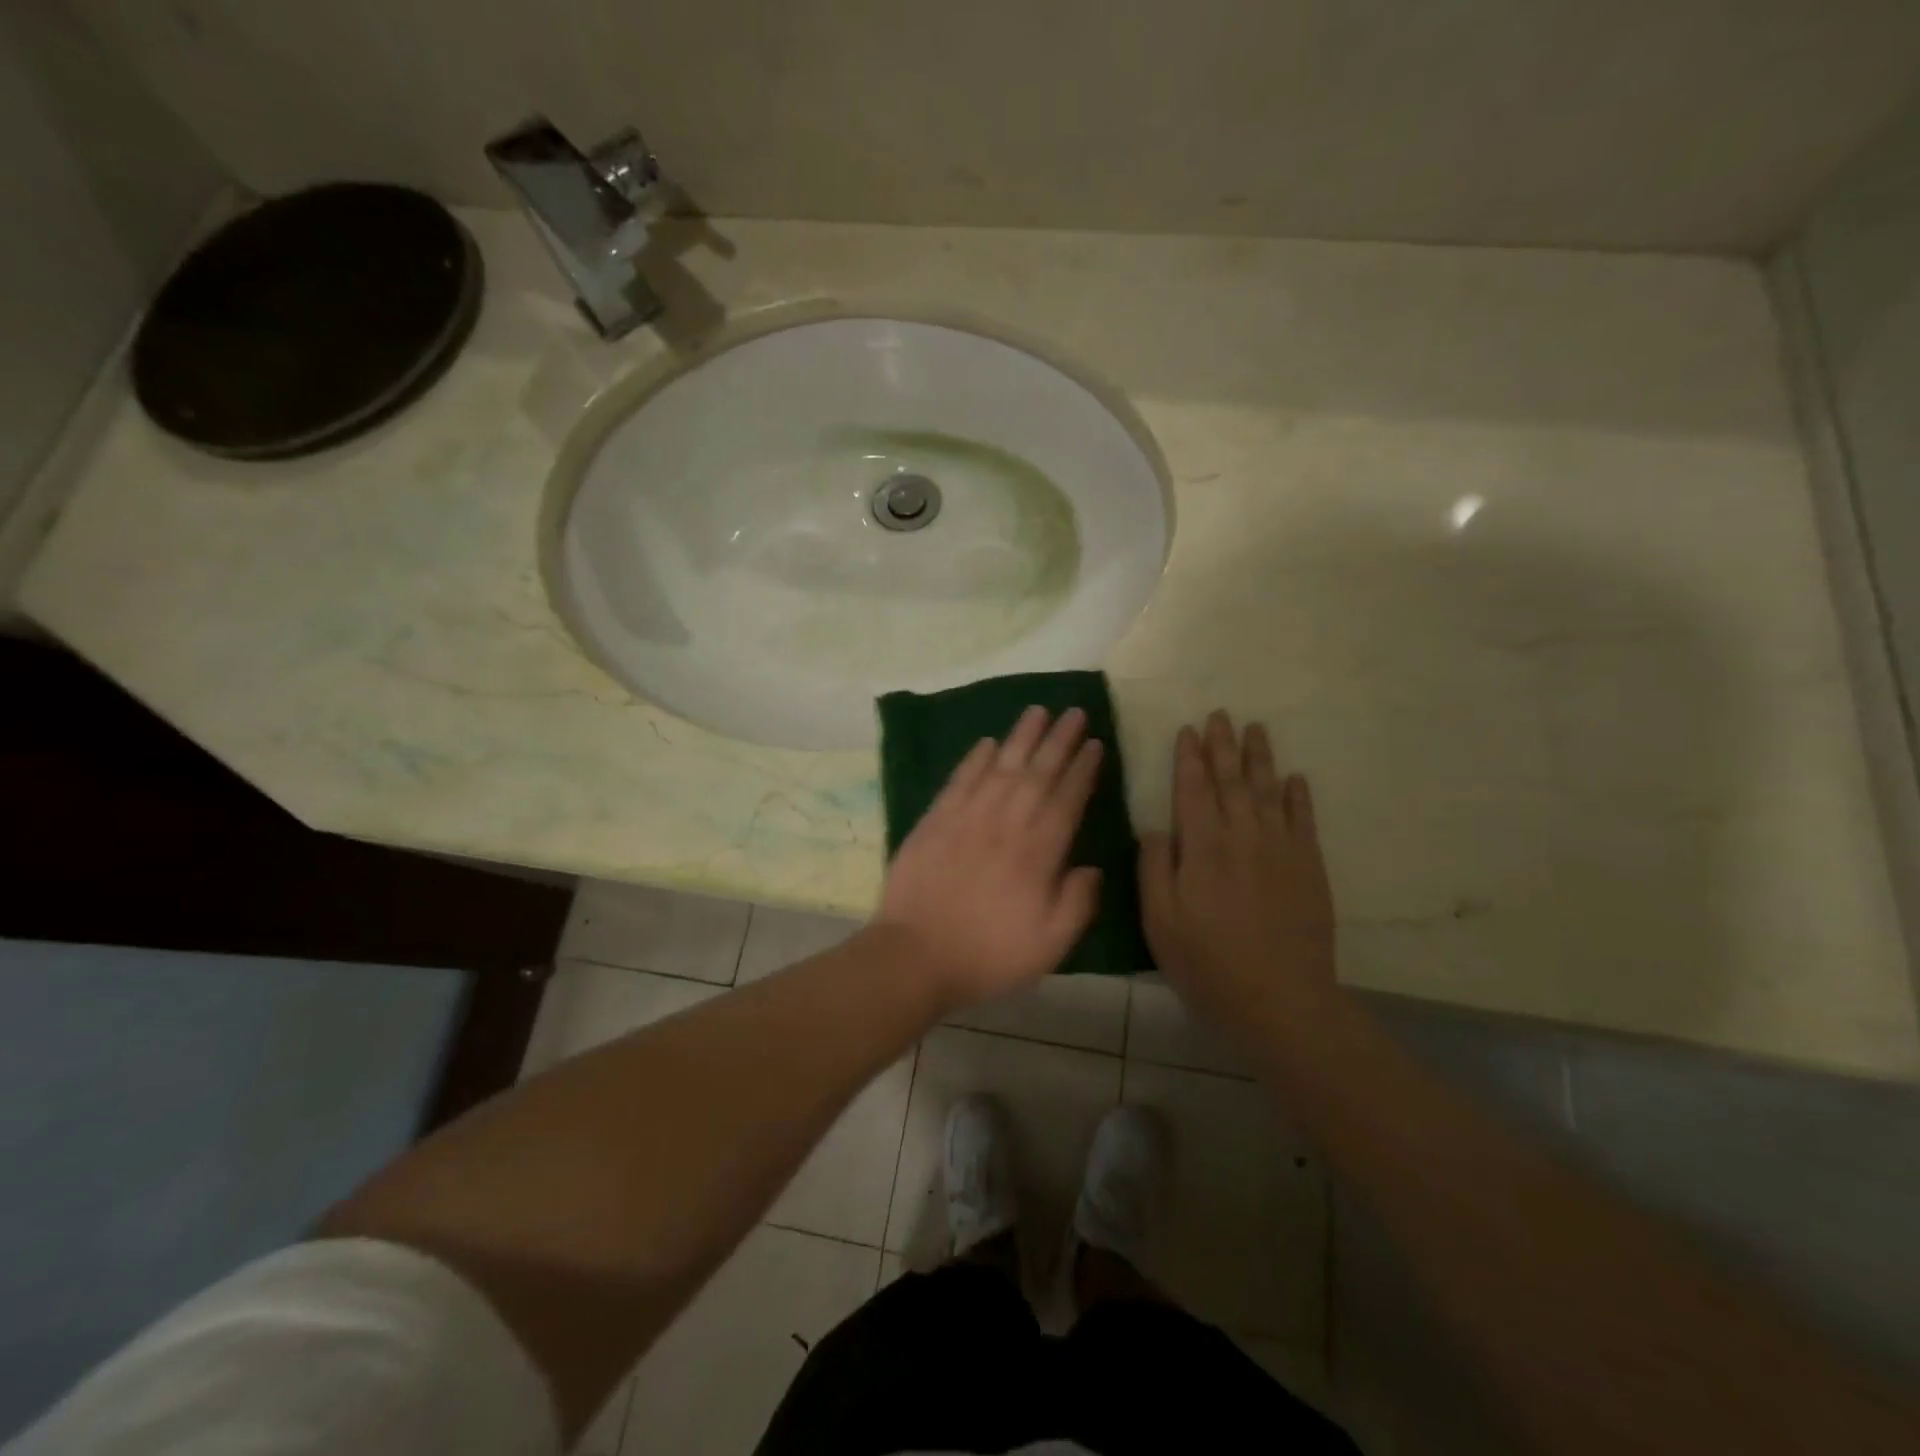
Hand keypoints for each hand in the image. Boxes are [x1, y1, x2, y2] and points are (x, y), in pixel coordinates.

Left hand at [876, 706, 1104, 1009]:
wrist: (915, 954)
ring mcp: (967, 817)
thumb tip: (1092, 867)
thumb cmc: (987, 954)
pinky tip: (988, 742)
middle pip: (1038, 772)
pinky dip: (975, 758)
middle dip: (1059, 740)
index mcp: (1038, 851)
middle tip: (1075, 712)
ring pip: (1001, 766)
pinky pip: (960, 779)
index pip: (1067, 799)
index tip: (1095, 744)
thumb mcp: (1049, 944)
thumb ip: (1077, 903)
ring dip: (1021, 736)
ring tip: (1038, 711)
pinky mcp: (935, 819)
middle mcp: (1006, 823)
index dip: (1083, 769)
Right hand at [1139, 711, 1337, 1031]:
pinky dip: (1299, 796)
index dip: (1189, 758)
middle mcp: (1243, 836)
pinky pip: (1304, 820)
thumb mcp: (1160, 921)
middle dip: (1224, 746)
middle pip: (1232, 780)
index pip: (1193, 789)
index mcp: (1203, 847)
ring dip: (1260, 758)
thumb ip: (1155, 868)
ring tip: (1256, 729)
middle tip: (1221, 715)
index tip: (1188, 730)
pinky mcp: (1309, 868)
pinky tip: (1295, 778)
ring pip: (1269, 791)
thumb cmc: (1208, 963)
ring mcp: (1281, 850)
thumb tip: (1155, 827)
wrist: (1281, 1000)